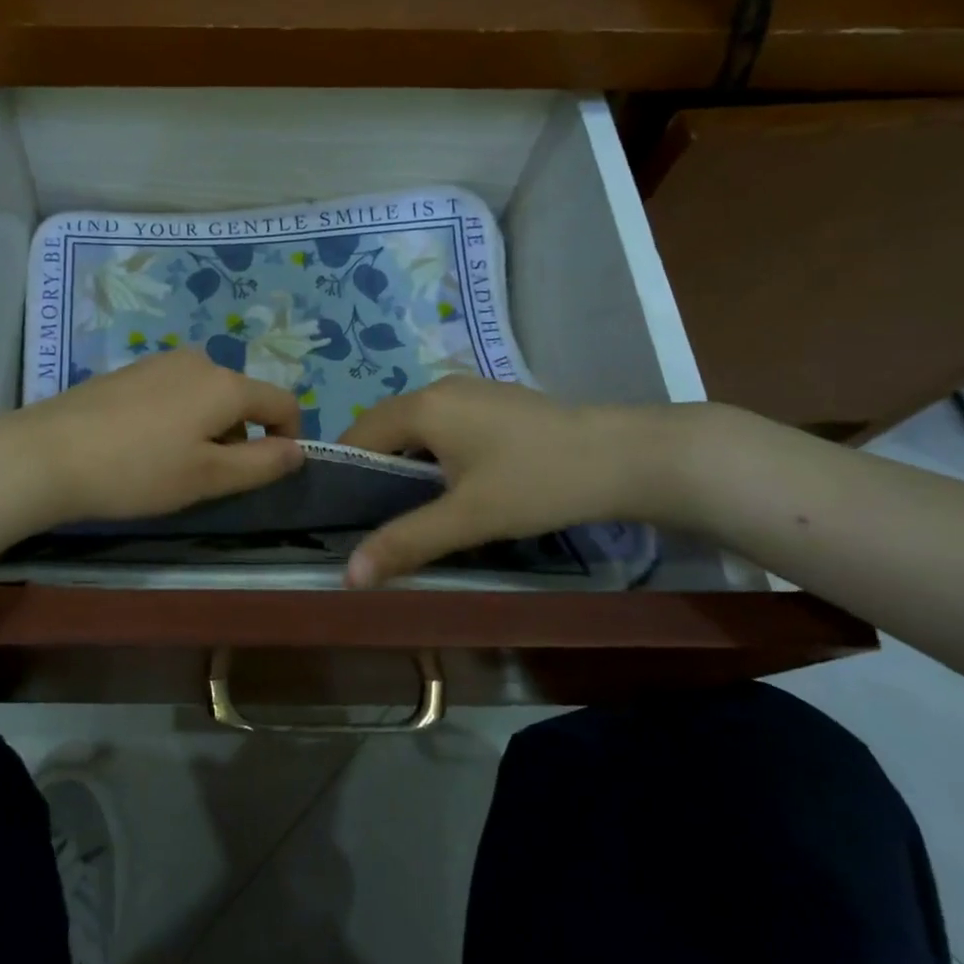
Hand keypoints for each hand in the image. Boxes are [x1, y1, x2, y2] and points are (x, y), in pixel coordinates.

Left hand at [0, 348, 304, 528]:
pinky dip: (178, 418)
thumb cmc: (138, 471)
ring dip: (209, 429)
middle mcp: (198, 361)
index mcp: (225, 383)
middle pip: (242, 398)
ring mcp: (159, 362)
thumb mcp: (209, 476)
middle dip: (241, 437)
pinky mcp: (129, 371)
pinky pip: (174, 392)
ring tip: (173, 466)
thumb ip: (262, 463)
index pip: (282, 401)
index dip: (289, 436)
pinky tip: (144, 447)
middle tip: (210, 479)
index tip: (270, 471)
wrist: (48, 453)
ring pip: (206, 396)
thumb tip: (299, 450)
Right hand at [336, 377, 672, 585]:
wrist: (625, 457)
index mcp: (422, 407)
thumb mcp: (468, 518)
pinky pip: (442, 424)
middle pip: (384, 426)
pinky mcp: (494, 401)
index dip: (342, 472)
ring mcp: (469, 391)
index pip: (358, 435)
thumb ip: (405, 542)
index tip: (339, 513)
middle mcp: (438, 388)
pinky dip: (432, 451)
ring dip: (403, 460)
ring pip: (415, 426)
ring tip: (408, 505)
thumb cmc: (536, 482)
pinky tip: (451, 483)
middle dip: (372, 468)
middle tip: (370, 516)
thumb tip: (348, 575)